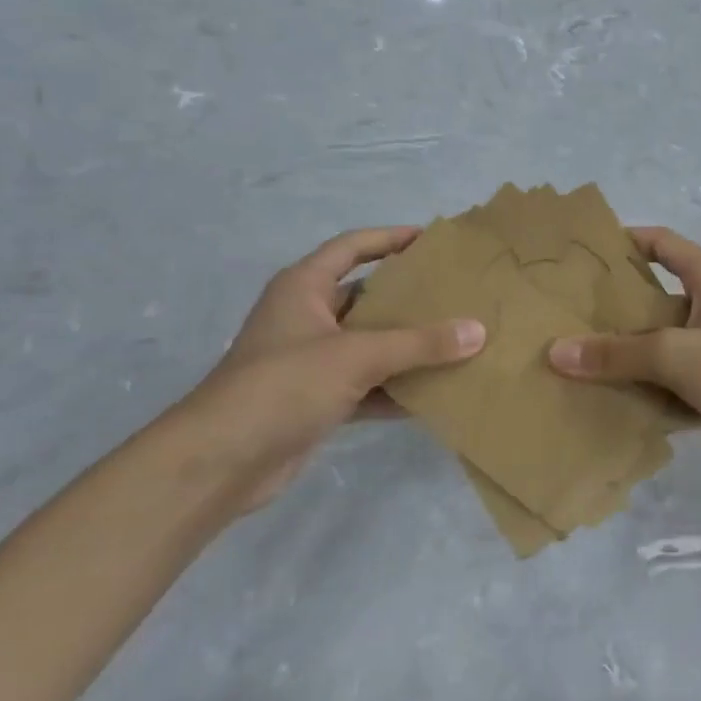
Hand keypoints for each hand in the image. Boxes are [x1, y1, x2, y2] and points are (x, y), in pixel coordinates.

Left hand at [173, 227, 483, 512]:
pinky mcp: (315, 400)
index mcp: (303, 287)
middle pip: (364, 297)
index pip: (351, 247)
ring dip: (405, 347)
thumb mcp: (357, 356)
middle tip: (455, 294)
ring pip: (368, 344)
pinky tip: (433, 393)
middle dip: (407, 297)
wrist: (222, 461)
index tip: (431, 240)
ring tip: (455, 341)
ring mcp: (310, 361)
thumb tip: (478, 331)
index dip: (389, 238)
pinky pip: (366, 385)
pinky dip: (395, 389)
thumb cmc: (285, 385)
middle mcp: (306, 317)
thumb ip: (419, 343)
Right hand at [547, 226, 700, 475]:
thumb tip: (557, 352)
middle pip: (661, 297)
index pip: (662, 242)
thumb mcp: (676, 354)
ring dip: (638, 357)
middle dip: (620, 311)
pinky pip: (686, 381)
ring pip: (672, 344)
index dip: (625, 241)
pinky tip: (626, 406)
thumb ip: (617, 354)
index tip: (584, 254)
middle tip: (573, 320)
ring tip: (587, 366)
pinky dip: (661, 391)